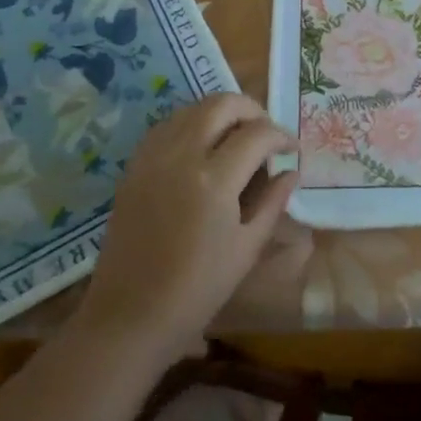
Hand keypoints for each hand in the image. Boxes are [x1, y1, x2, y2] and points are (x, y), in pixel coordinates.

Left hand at [75, 94, 295, 361]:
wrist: (129, 316)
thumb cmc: (197, 291)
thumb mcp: (246, 249)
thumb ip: (273, 202)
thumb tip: (291, 170)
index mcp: (214, 180)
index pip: (257, 134)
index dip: (282, 135)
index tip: (291, 149)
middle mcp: (182, 156)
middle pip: (222, 104)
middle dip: (252, 109)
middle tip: (267, 131)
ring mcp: (153, 157)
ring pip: (193, 108)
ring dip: (221, 112)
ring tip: (237, 135)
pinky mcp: (134, 165)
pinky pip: (167, 125)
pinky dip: (191, 123)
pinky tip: (202, 146)